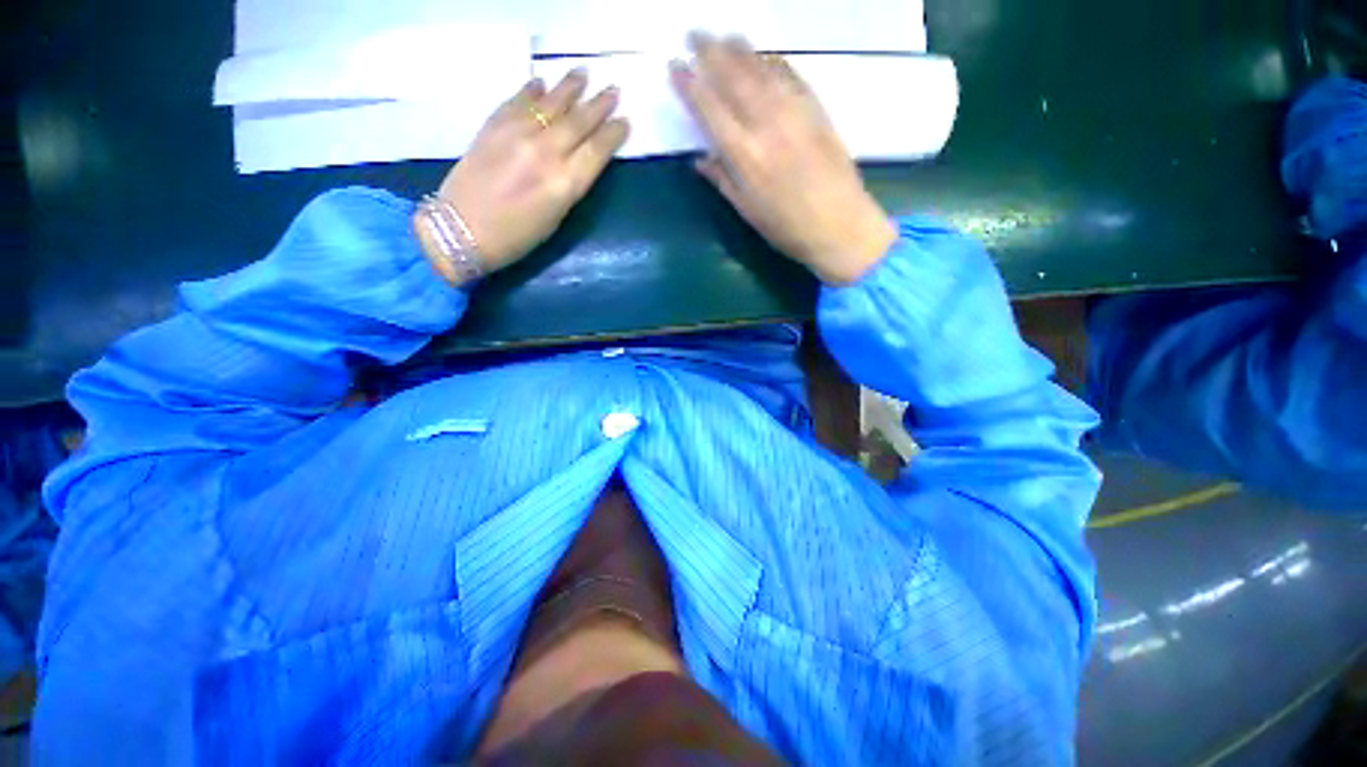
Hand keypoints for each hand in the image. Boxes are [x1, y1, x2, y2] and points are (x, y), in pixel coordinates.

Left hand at [419, 71, 630, 281]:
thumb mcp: (555, 219)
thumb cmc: (516, 238)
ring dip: (570, 87)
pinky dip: (531, 90)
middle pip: (579, 122)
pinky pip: (517, 100)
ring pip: (551, 104)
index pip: (597, 150)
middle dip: (599, 105)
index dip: (613, 134)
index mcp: (565, 184)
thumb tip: (578, 161)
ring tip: (583, 74)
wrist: (462, 229)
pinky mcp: (493, 126)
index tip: (625, 121)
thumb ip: (569, 186)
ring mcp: (517, 134)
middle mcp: (546, 153)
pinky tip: (541, 83)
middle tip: (613, 90)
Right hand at [671, 33, 896, 284]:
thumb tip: (700, 159)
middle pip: (734, 77)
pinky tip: (764, 57)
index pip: (710, 109)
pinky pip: (792, 75)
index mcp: (745, 156)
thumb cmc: (788, 228)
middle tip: (694, 33)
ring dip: (740, 49)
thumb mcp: (748, 212)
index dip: (690, 85)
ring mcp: (795, 113)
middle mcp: (767, 125)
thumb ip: (723, 181)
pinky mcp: (817, 110)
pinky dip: (774, 62)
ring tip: (723, 36)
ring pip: (762, 69)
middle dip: (710, 51)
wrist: (840, 226)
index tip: (674, 66)